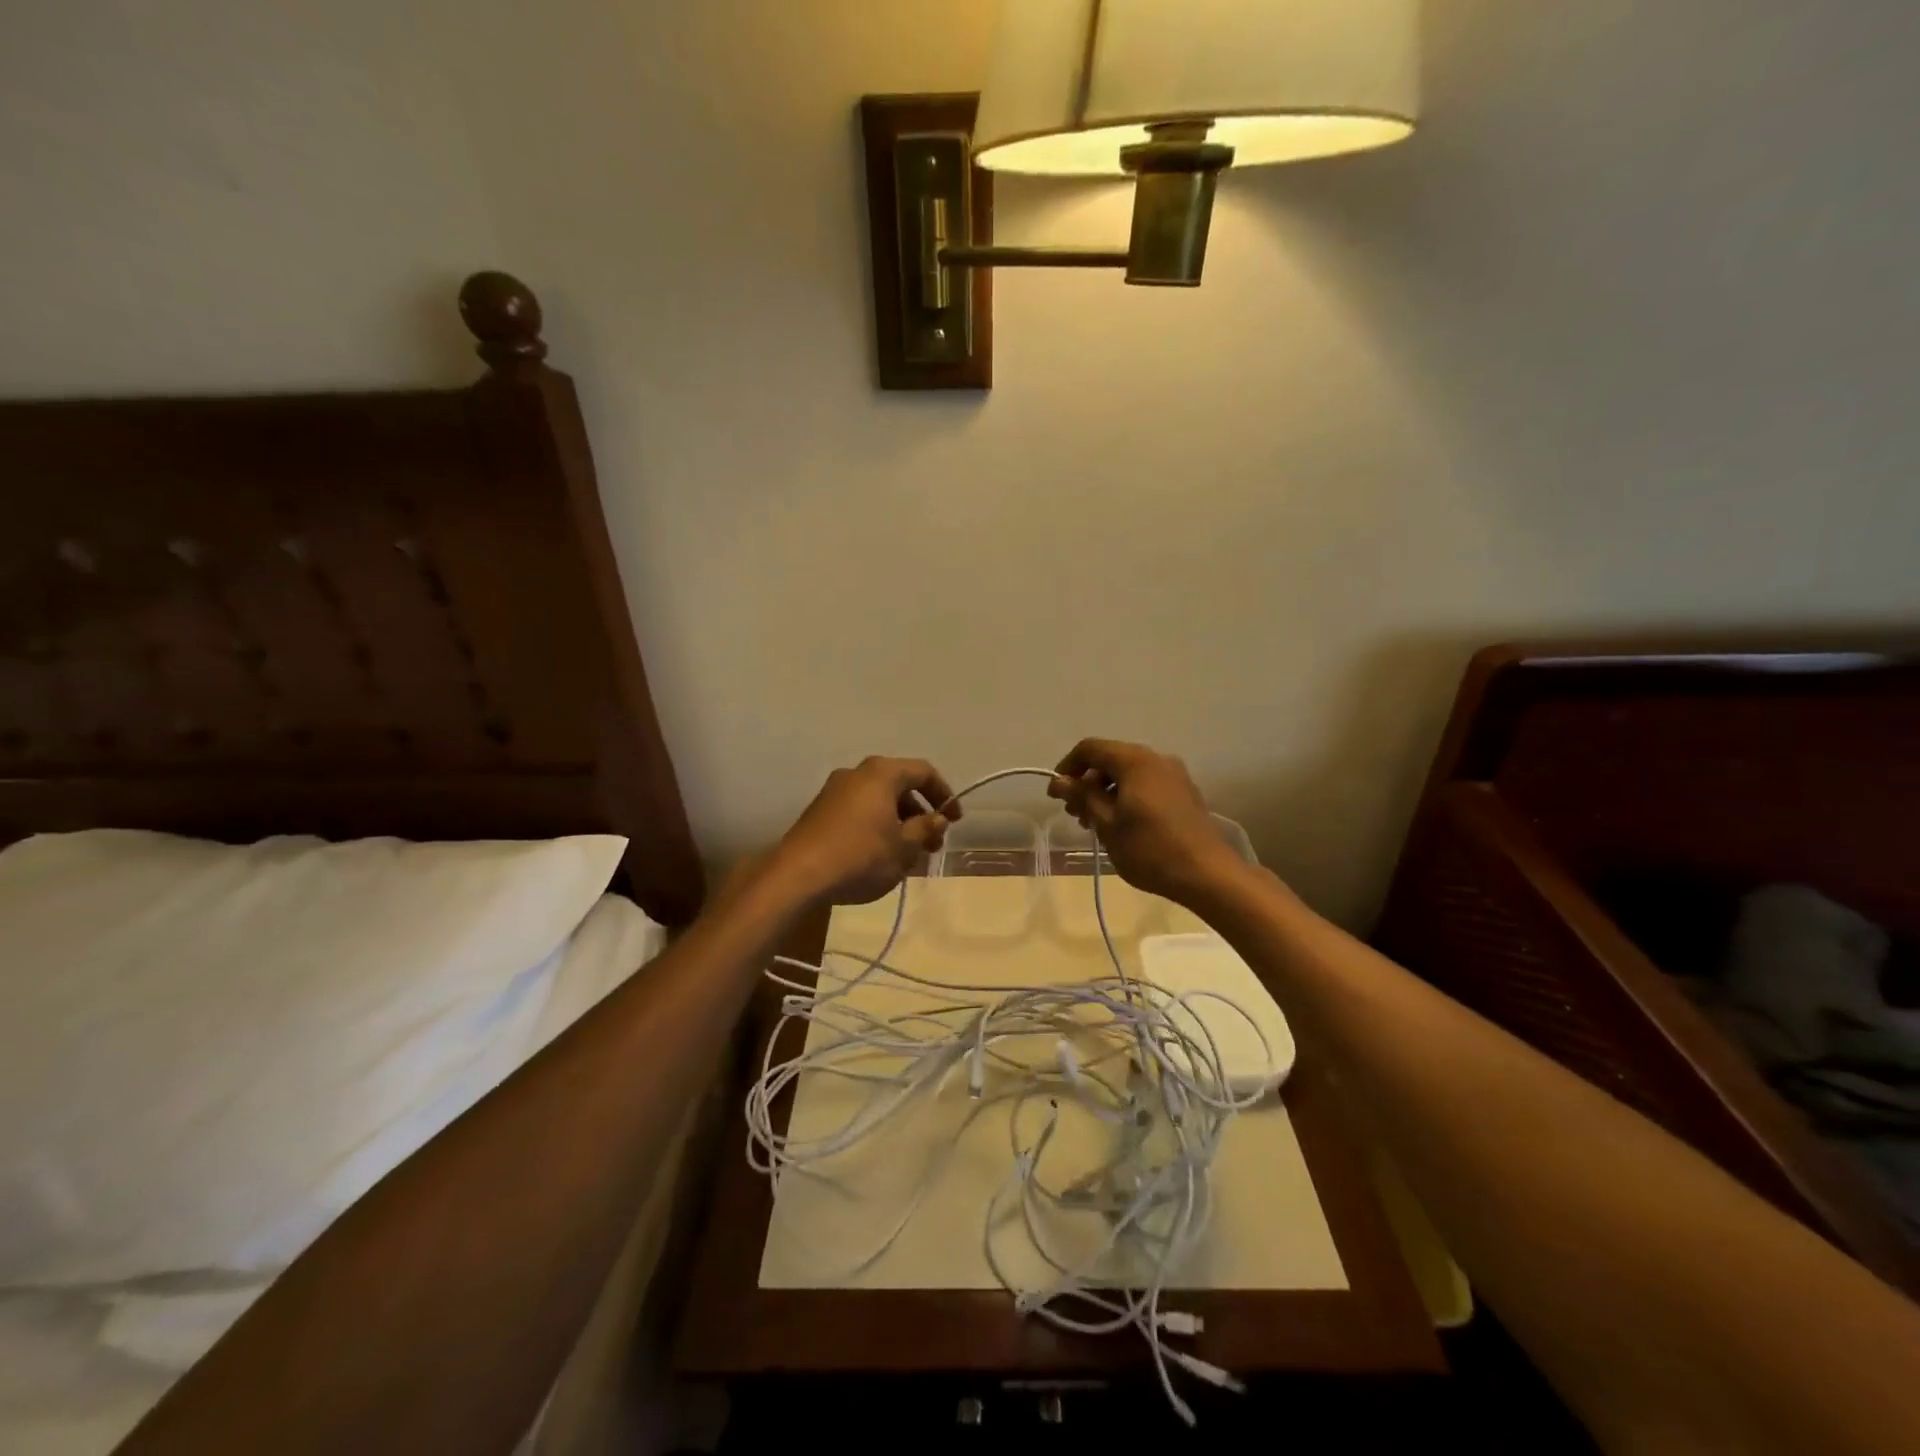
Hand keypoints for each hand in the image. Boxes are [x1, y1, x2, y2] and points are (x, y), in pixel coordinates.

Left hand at [768, 756, 958, 907]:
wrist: (797, 876)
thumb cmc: (860, 856)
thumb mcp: (903, 847)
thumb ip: (925, 829)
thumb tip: (937, 818)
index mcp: (881, 773)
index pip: (923, 772)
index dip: (944, 794)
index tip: (954, 820)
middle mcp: (856, 773)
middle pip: (899, 785)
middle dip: (920, 813)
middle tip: (932, 843)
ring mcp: (834, 791)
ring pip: (878, 800)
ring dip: (899, 822)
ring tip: (908, 855)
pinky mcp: (819, 811)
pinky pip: (859, 811)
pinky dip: (876, 826)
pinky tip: (879, 855)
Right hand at [1048, 738, 1243, 906]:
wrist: (1208, 874)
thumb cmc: (1150, 848)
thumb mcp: (1107, 824)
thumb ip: (1082, 796)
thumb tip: (1060, 781)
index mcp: (1135, 761)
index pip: (1090, 748)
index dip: (1067, 767)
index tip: (1057, 795)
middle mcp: (1156, 759)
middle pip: (1111, 759)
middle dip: (1087, 782)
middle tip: (1075, 814)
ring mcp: (1175, 775)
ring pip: (1129, 773)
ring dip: (1106, 792)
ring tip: (1096, 823)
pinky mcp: (1185, 793)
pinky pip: (1147, 784)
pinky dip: (1127, 797)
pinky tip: (1122, 825)